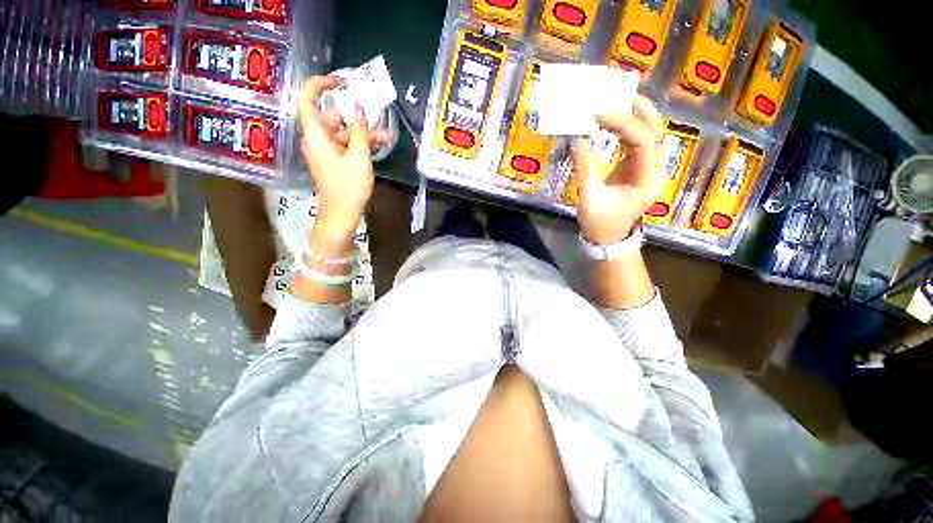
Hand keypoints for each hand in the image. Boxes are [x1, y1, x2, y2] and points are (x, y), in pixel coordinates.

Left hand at [297, 76, 391, 237]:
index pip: (307, 100)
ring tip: (387, 137)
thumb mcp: (359, 157)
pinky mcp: (335, 162)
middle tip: (377, 118)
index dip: (320, 85)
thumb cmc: (349, 187)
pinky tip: (380, 146)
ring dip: (364, 134)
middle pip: (332, 118)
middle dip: (356, 118)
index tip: (341, 82)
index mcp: (315, 136)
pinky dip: (361, 145)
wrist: (343, 215)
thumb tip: (358, 107)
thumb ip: (359, 131)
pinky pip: (347, 146)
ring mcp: (327, 152)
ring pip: (344, 134)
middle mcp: (317, 140)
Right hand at [573, 96, 664, 244]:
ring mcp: (647, 169)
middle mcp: (653, 170)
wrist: (608, 239)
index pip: (642, 141)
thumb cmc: (599, 223)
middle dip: (639, 112)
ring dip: (637, 117)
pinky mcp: (637, 170)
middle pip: (655, 133)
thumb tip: (579, 138)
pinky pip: (638, 143)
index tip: (597, 115)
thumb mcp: (589, 198)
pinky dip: (628, 129)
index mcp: (646, 179)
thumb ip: (585, 167)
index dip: (622, 124)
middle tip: (620, 96)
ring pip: (650, 135)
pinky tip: (616, 121)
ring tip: (619, 101)